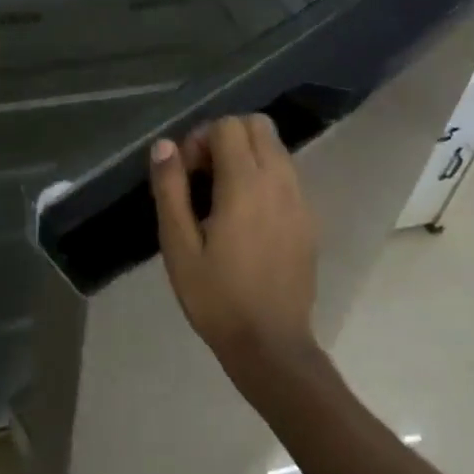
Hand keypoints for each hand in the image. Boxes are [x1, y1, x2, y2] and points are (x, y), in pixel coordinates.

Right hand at [150, 115, 318, 377]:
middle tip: (204, 174)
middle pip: (258, 126)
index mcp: (246, 185)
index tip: (187, 171)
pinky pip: (287, 175)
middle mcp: (279, 183)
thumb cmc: (217, 298)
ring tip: (223, 195)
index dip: (202, 137)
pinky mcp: (309, 220)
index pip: (229, 126)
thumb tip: (164, 145)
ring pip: (276, 148)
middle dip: (227, 136)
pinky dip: (265, 175)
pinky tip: (246, 215)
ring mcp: (300, 201)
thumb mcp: (178, 246)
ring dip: (247, 154)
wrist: (272, 348)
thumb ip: (170, 189)